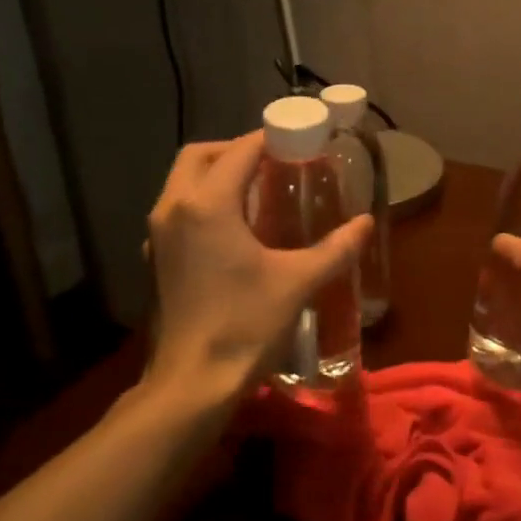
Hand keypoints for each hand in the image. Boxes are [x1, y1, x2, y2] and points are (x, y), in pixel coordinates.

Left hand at [142, 132, 371, 407]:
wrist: (193, 382)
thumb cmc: (245, 325)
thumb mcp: (297, 282)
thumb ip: (335, 249)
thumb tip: (365, 223)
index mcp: (207, 205)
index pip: (238, 151)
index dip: (267, 138)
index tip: (296, 138)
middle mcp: (174, 209)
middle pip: (199, 156)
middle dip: (234, 150)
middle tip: (272, 162)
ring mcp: (157, 235)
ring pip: (183, 183)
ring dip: (215, 175)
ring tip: (256, 192)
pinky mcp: (154, 258)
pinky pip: (177, 211)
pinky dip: (202, 203)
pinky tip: (232, 230)